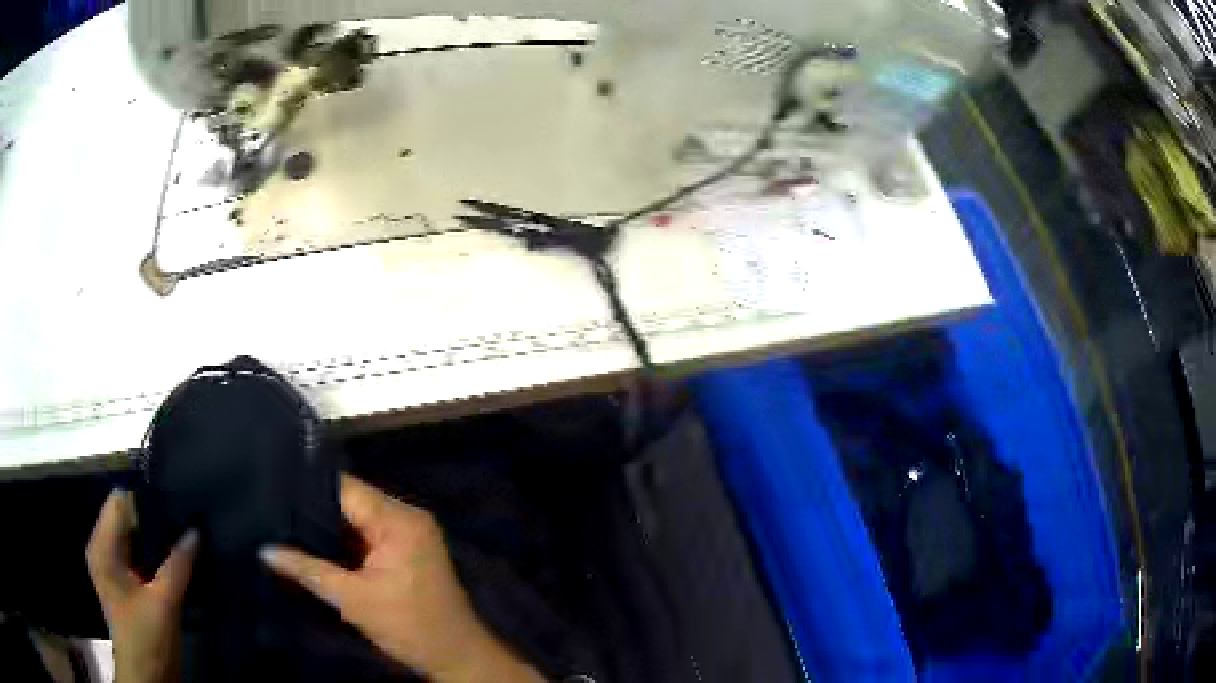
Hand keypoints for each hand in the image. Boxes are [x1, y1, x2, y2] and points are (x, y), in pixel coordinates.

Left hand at [86, 490, 197, 682]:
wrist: (146, 679)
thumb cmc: (147, 639)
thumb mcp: (164, 604)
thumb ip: (178, 565)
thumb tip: (196, 532)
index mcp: (103, 547)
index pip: (121, 502)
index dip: (146, 499)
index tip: (176, 502)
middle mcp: (103, 549)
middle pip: (126, 518)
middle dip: (155, 520)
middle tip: (185, 522)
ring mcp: (113, 567)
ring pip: (134, 538)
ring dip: (157, 540)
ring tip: (185, 539)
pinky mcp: (124, 583)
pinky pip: (138, 556)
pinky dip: (155, 556)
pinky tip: (176, 561)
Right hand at [261, 475, 543, 682]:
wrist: (457, 657)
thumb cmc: (409, 627)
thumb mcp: (353, 600)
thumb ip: (308, 570)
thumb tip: (265, 550)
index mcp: (399, 520)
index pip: (345, 489)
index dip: (307, 489)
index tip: (271, 489)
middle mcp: (406, 516)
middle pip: (350, 500)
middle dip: (313, 508)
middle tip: (272, 510)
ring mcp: (409, 532)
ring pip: (356, 518)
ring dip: (327, 525)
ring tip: (283, 523)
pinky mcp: (406, 549)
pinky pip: (367, 533)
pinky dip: (344, 540)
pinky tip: (312, 543)